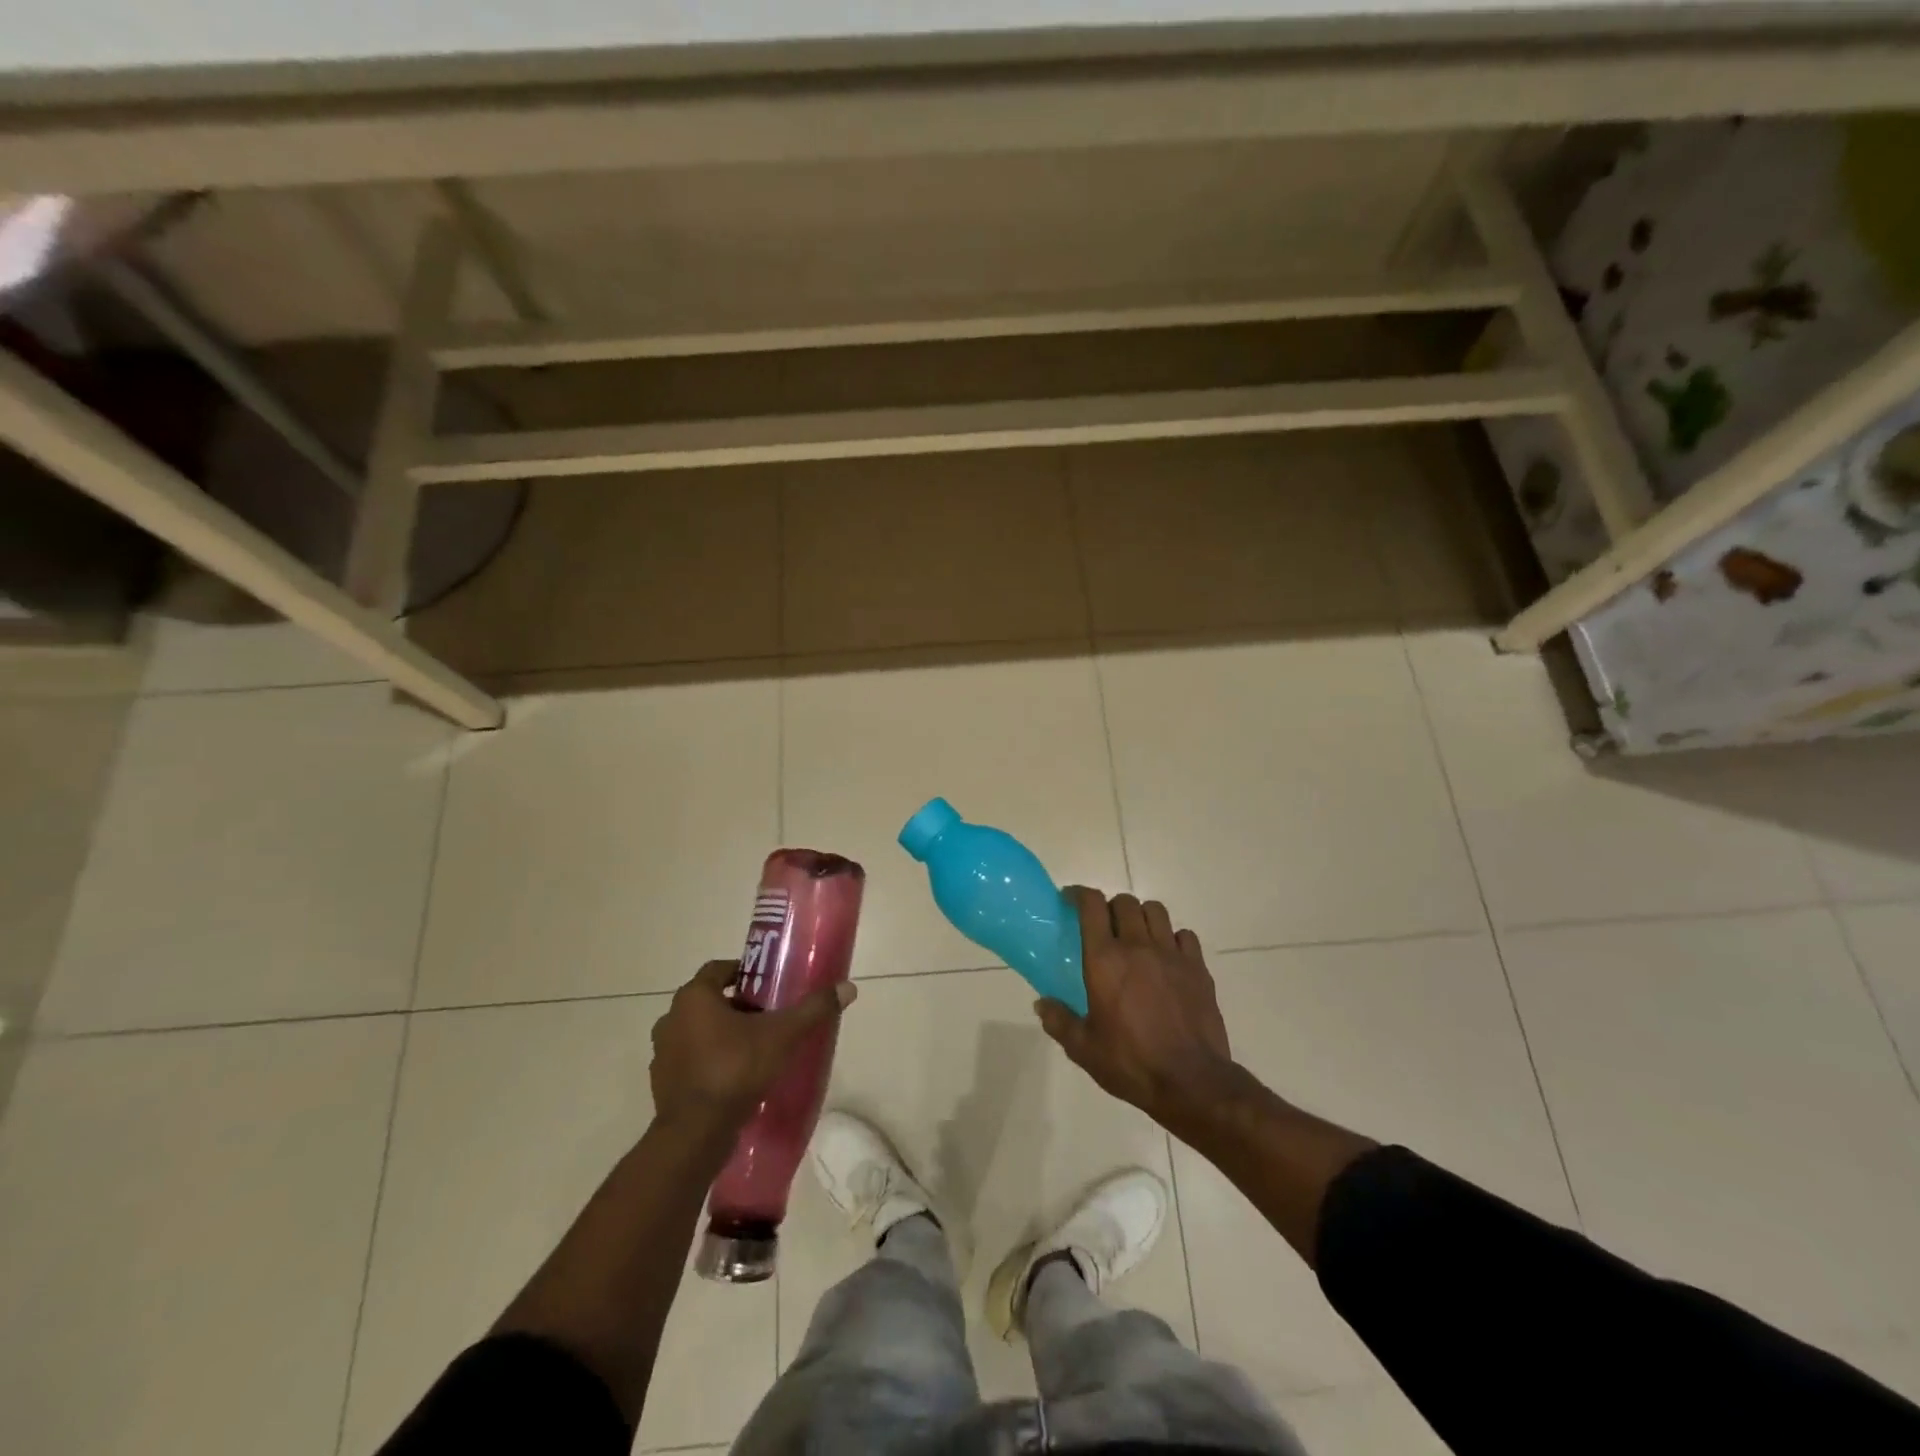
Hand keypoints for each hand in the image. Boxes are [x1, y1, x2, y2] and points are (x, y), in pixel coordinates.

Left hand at [649, 961, 856, 1130]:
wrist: (696, 1133)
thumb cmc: (736, 1069)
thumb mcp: (783, 1035)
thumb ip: (813, 1009)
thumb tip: (848, 988)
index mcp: (694, 998)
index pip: (718, 969)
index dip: (744, 972)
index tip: (767, 984)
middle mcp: (671, 1018)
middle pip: (709, 1001)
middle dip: (737, 1005)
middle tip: (767, 1016)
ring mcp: (662, 1053)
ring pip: (697, 1031)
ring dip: (720, 1034)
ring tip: (754, 1047)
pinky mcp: (662, 1083)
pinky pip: (690, 1061)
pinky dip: (709, 1062)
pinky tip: (734, 1076)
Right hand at [1035, 888, 1242, 1133]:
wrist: (1191, 1081)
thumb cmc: (1131, 1063)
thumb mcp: (1084, 1049)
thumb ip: (1059, 1021)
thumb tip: (1041, 1004)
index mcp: (1104, 960)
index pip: (1091, 905)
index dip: (1079, 894)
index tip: (1070, 899)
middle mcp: (1137, 946)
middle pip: (1124, 902)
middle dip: (1110, 906)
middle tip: (1104, 926)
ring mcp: (1171, 954)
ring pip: (1156, 911)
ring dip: (1142, 915)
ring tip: (1136, 934)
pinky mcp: (1198, 968)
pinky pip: (1184, 935)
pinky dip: (1173, 937)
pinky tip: (1168, 956)